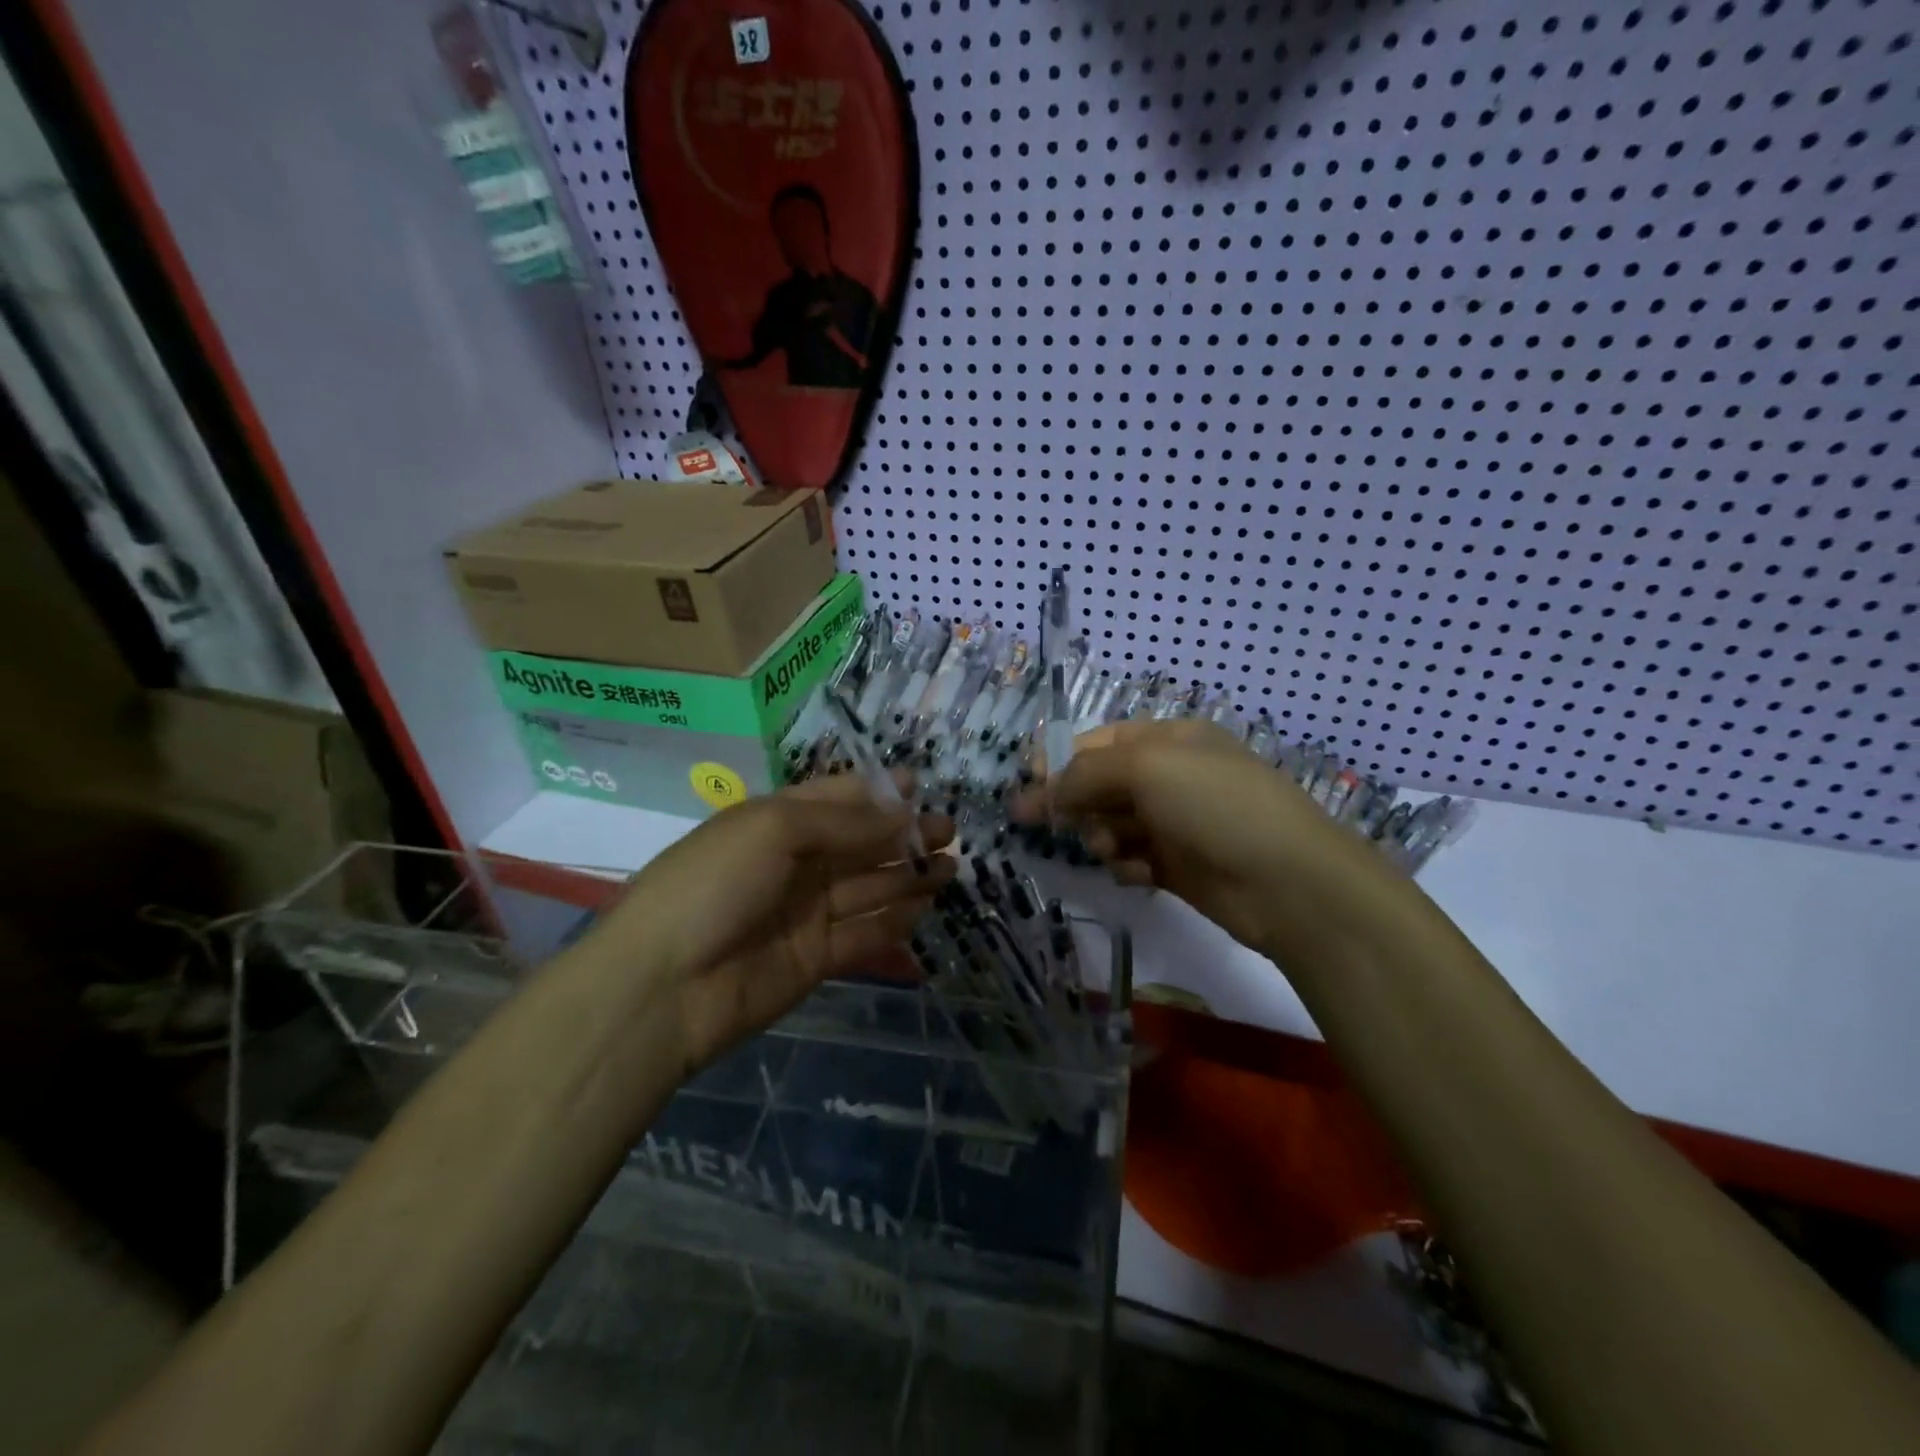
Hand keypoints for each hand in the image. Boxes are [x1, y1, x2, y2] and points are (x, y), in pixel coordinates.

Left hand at [579, 776, 953, 1076]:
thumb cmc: (715, 885)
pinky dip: (894, 921)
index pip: (834, 798)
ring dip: (907, 875)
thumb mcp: (774, 829)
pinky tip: (925, 908)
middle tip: (949, 831)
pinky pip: (863, 933)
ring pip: (868, 887)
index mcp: (774, 822)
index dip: (875, 792)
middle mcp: (793, 863)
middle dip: (903, 834)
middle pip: (859, 843)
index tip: (919, 785)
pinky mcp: (815, 958)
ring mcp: (805, 912)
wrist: (664, 987)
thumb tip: (901, 812)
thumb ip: (843, 822)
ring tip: (951, 867)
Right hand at [1013, 720, 1410, 965]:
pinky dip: (1127, 864)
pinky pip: (1132, 858)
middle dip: (1072, 801)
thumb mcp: (1147, 768)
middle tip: (1030, 820)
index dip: (1059, 758)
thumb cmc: (1215, 806)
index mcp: (1169, 740)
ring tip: (1110, 848)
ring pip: (1112, 823)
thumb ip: (1086, 773)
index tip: (1025, 781)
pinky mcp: (1178, 866)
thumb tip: (1043, 790)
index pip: (1099, 741)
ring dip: (1102, 835)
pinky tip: (1138, 873)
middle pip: (1101, 784)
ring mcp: (1176, 822)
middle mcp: (1171, 776)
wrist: (1287, 882)